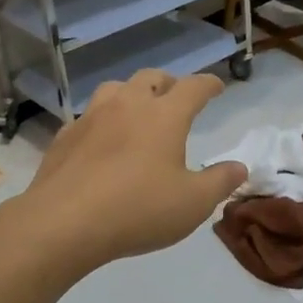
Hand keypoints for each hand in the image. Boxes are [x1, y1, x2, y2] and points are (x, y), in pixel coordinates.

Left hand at [19, 69, 245, 272]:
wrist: (62, 223)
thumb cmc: (137, 210)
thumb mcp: (193, 203)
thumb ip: (220, 182)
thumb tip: (239, 167)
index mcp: (165, 115)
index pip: (193, 87)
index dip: (209, 84)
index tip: (217, 87)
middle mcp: (128, 105)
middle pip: (151, 78)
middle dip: (168, 83)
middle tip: (176, 97)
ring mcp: (91, 117)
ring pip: (115, 89)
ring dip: (131, 94)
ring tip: (137, 112)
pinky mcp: (65, 137)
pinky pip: (88, 116)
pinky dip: (102, 120)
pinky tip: (102, 141)